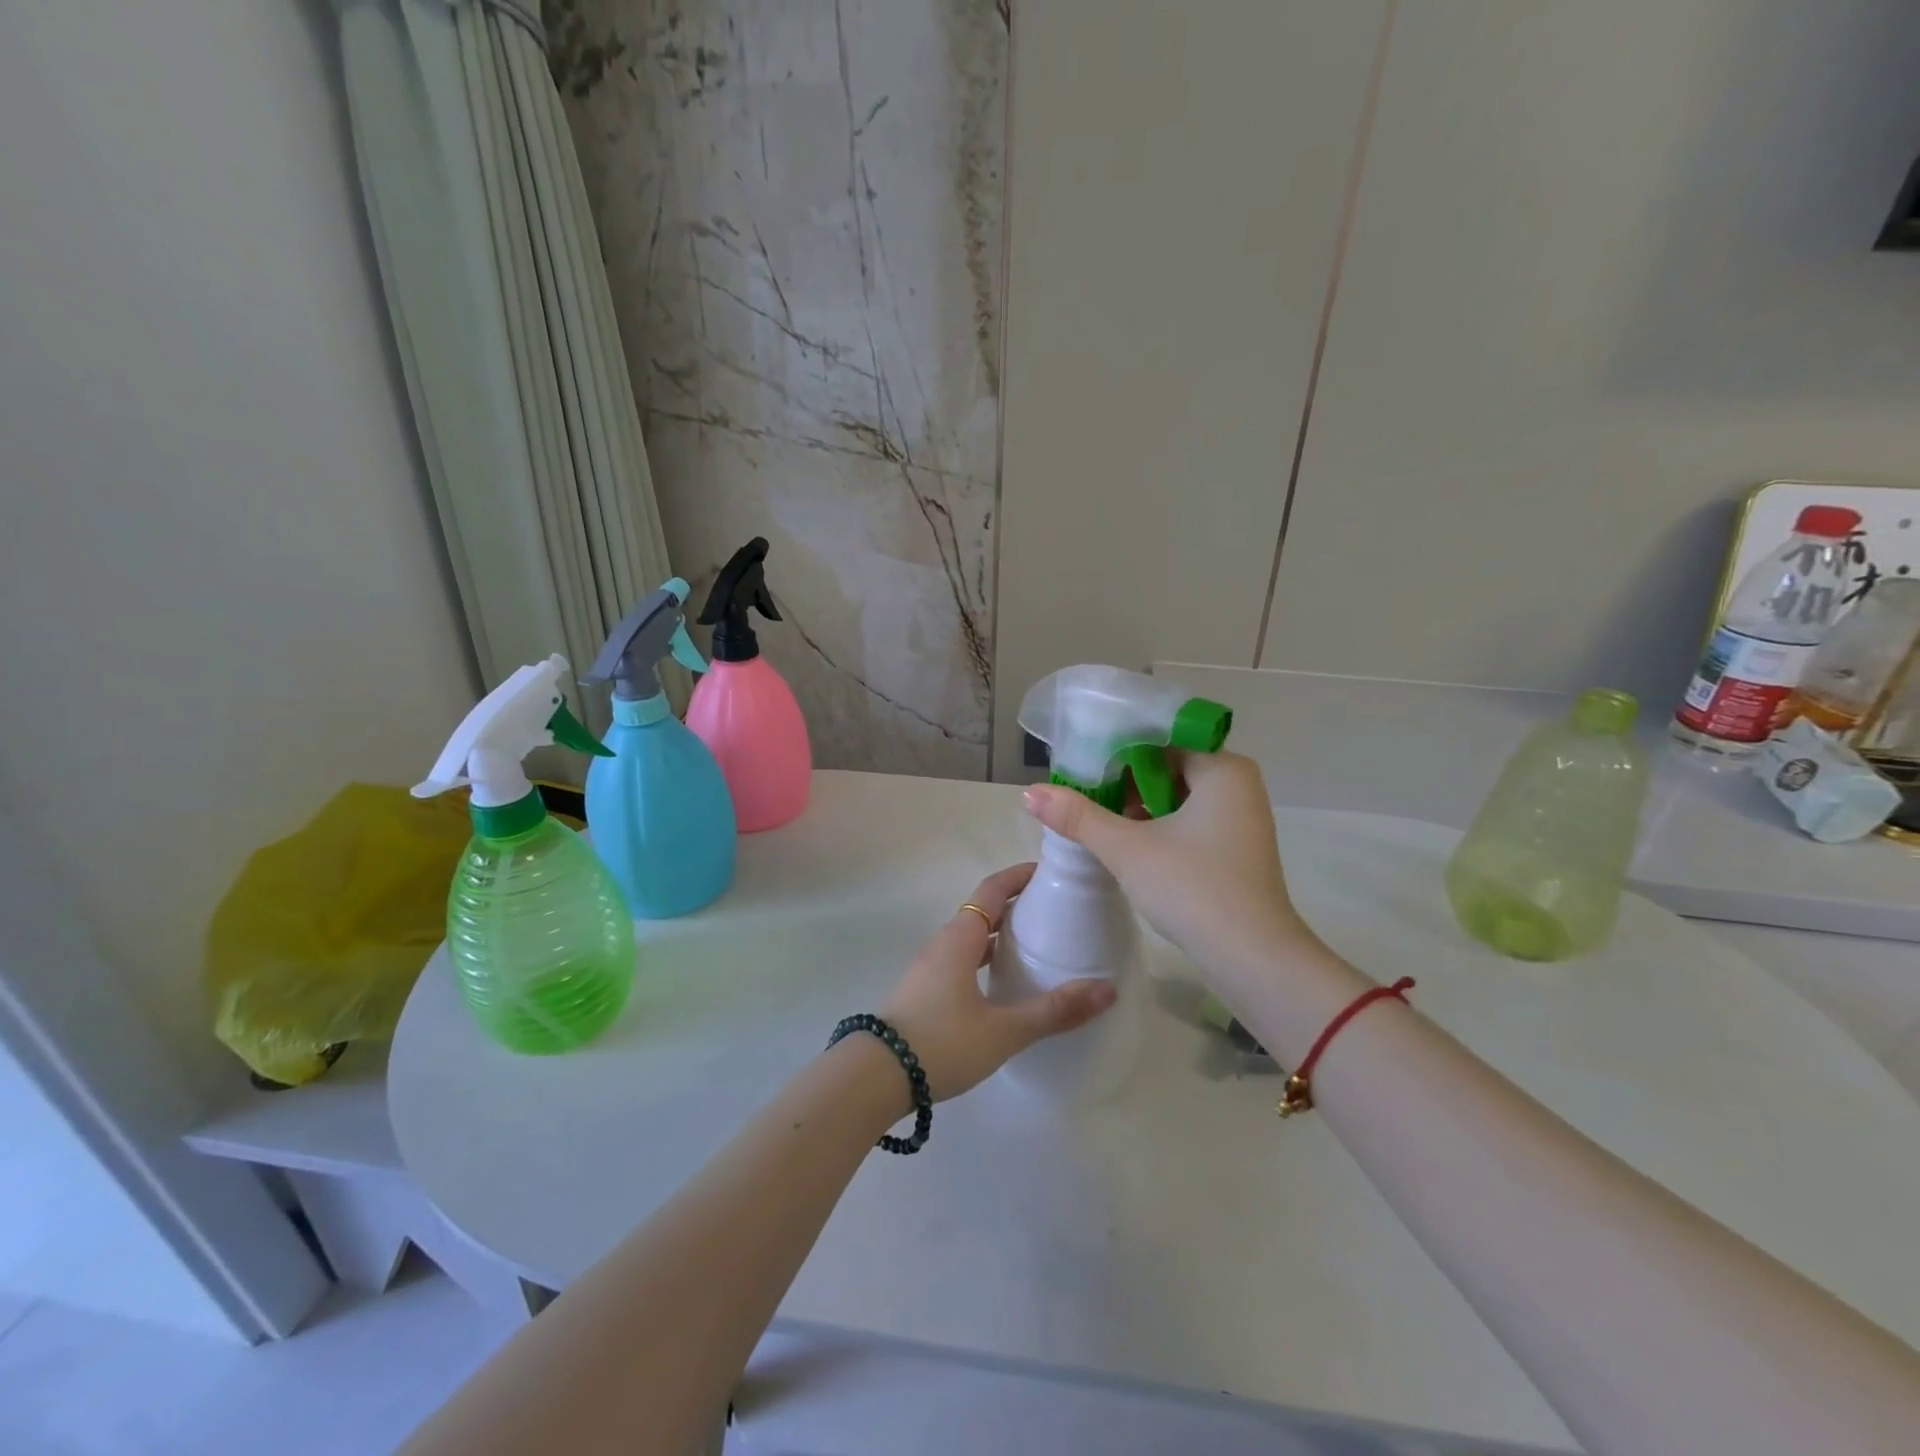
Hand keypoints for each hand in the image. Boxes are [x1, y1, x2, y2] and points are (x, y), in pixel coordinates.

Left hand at [876, 863, 1115, 1101]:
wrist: (875, 1077)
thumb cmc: (942, 1043)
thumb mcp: (1004, 1030)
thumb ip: (1054, 1011)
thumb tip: (1107, 990)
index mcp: (960, 938)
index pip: (992, 890)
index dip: (1019, 876)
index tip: (1048, 872)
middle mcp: (943, 944)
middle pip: (982, 911)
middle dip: (1016, 905)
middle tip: (1053, 911)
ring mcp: (930, 968)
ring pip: (971, 938)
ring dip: (1000, 934)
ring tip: (1036, 945)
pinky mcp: (924, 992)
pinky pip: (961, 960)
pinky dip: (986, 959)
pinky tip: (1002, 985)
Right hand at [1022, 751, 1315, 987]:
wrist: (1252, 958)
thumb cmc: (1193, 889)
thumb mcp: (1127, 848)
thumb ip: (1078, 816)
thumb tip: (1028, 792)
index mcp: (1222, 768)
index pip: (1160, 738)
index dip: (1117, 749)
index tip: (1081, 766)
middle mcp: (1238, 782)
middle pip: (1168, 764)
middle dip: (1125, 779)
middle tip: (1083, 793)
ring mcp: (1240, 816)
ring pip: (1178, 793)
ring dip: (1140, 804)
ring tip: (1098, 818)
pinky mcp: (1236, 845)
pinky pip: (1190, 817)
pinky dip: (1160, 823)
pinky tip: (1129, 841)